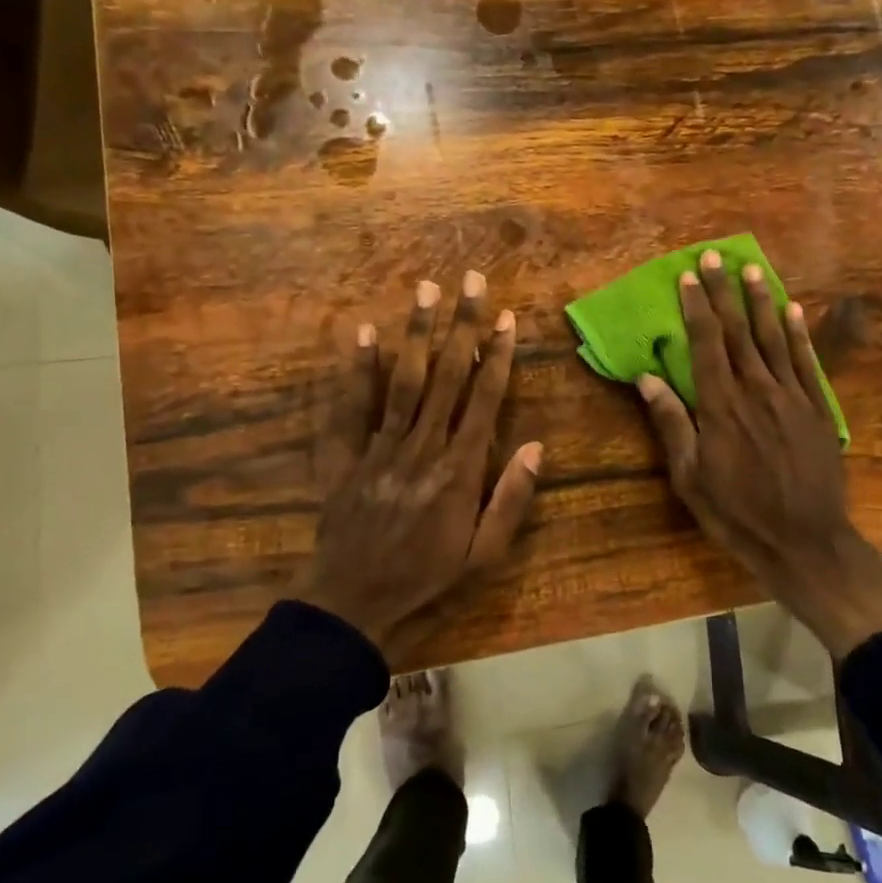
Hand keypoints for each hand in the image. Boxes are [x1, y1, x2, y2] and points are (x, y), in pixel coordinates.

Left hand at [297, 272, 542, 666]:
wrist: (353, 602)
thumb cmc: (427, 578)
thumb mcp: (484, 555)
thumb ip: (510, 500)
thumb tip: (535, 447)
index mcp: (460, 470)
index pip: (484, 399)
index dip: (497, 355)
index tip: (506, 318)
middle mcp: (422, 447)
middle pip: (447, 376)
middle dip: (462, 325)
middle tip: (471, 280)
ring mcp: (380, 448)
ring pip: (404, 380)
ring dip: (417, 333)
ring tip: (426, 290)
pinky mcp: (346, 456)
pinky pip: (351, 407)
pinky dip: (357, 369)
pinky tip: (364, 333)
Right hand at [635, 251, 881, 658]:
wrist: (804, 541)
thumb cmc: (737, 514)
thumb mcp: (690, 477)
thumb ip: (671, 424)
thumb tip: (647, 378)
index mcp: (721, 407)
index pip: (706, 345)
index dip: (695, 308)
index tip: (687, 278)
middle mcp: (757, 391)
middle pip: (738, 332)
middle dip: (723, 292)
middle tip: (714, 258)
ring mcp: (792, 397)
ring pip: (773, 339)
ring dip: (761, 302)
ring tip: (751, 270)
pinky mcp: (817, 410)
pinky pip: (806, 362)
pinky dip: (798, 334)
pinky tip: (793, 310)